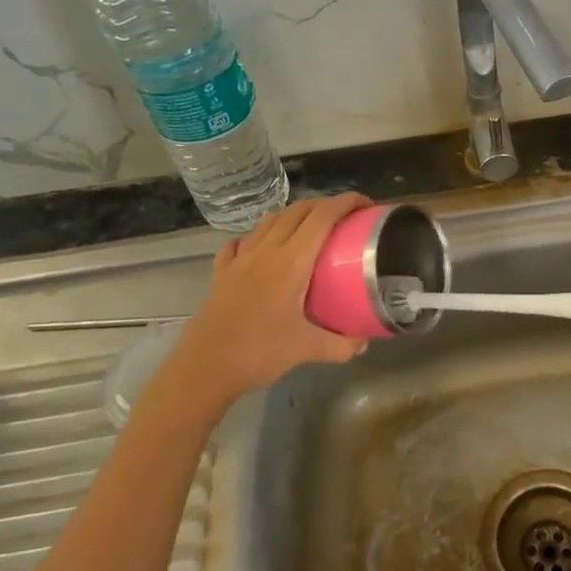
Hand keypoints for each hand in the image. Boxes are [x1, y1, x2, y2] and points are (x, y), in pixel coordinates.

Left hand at [161, 195, 373, 413]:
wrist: (205, 368)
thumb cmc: (259, 352)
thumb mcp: (308, 349)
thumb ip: (341, 345)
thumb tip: (364, 342)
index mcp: (291, 261)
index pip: (322, 217)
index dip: (346, 202)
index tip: (366, 205)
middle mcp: (266, 251)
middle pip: (298, 210)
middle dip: (324, 206)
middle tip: (344, 221)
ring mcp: (240, 259)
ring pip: (270, 220)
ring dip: (294, 216)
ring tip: (309, 231)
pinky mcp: (222, 273)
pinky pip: (241, 242)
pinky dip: (257, 237)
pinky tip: (261, 250)